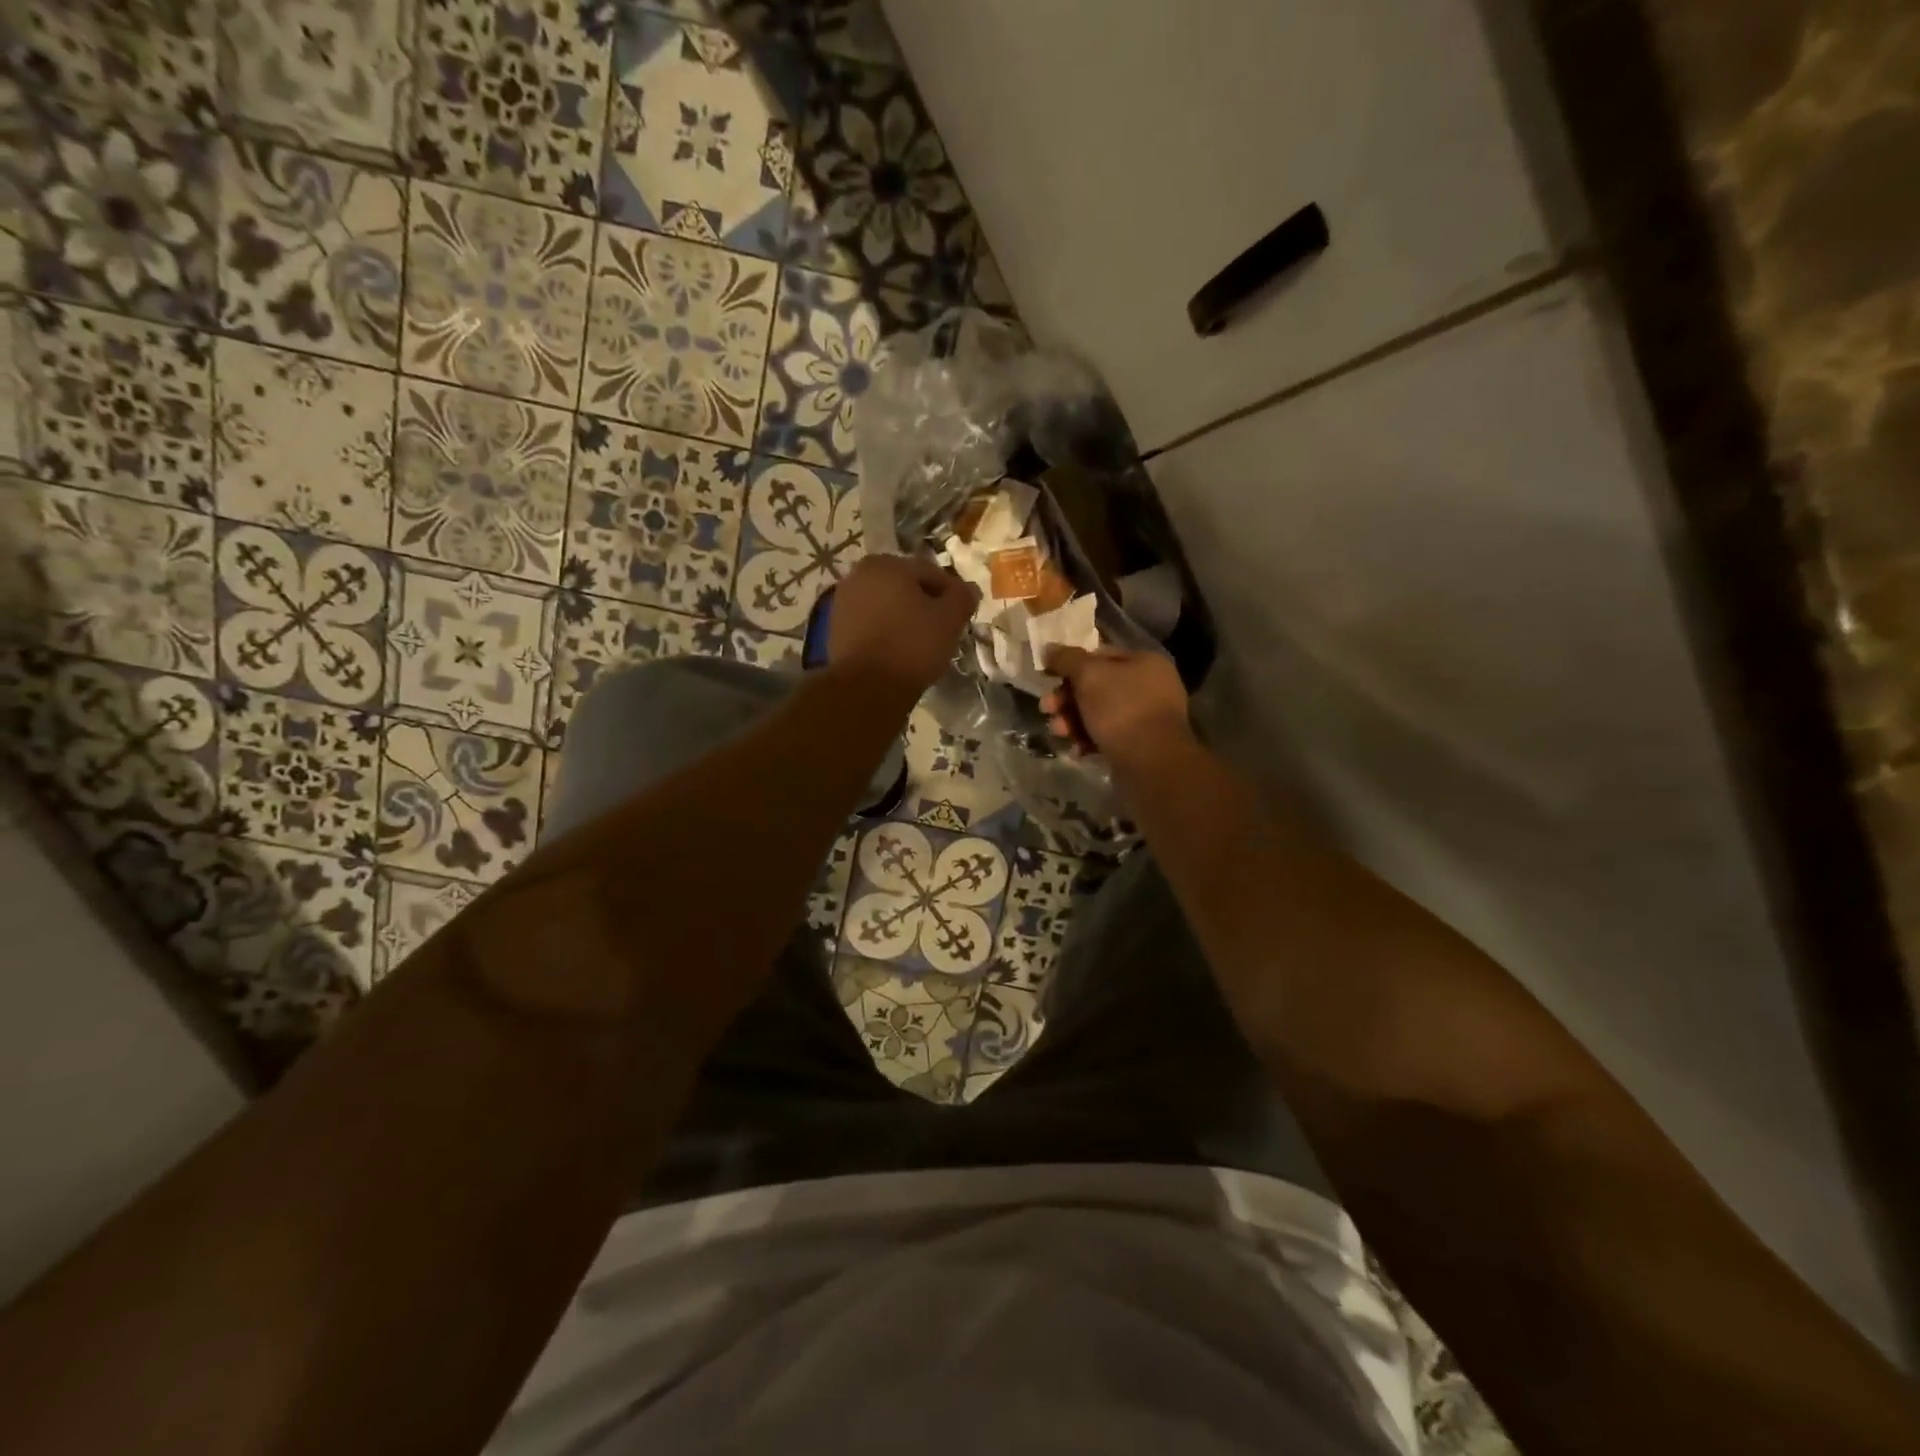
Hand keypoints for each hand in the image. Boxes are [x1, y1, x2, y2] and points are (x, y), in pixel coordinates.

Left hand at [828, 554, 978, 695]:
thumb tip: (969, 589)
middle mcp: (859, 575)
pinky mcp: (835, 628)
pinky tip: (898, 651)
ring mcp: (842, 601)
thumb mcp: (949, 619)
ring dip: (904, 617)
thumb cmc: (912, 645)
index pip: (930, 573)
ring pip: (886, 605)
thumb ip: (962, 597)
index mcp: (887, 564)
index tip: (961, 614)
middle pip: (904, 586)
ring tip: (921, 642)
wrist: (867, 687)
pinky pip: (870, 623)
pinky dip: (885, 631)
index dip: (951, 593)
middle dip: (925, 604)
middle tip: (943, 629)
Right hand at [1042, 647, 1192, 763]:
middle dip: (1067, 698)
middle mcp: (1150, 687)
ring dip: (1073, 721)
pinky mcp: (1139, 745)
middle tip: (1047, 708)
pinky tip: (1076, 750)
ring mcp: (1146, 718)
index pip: (1100, 655)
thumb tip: (1049, 648)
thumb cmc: (1120, 709)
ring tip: (1059, 732)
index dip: (1070, 664)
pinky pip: (1107, 736)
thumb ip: (1067, 659)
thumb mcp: (1089, 675)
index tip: (1047, 676)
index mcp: (1144, 662)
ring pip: (1099, 713)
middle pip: (1097, 686)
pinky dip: (1088, 740)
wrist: (1150, 762)